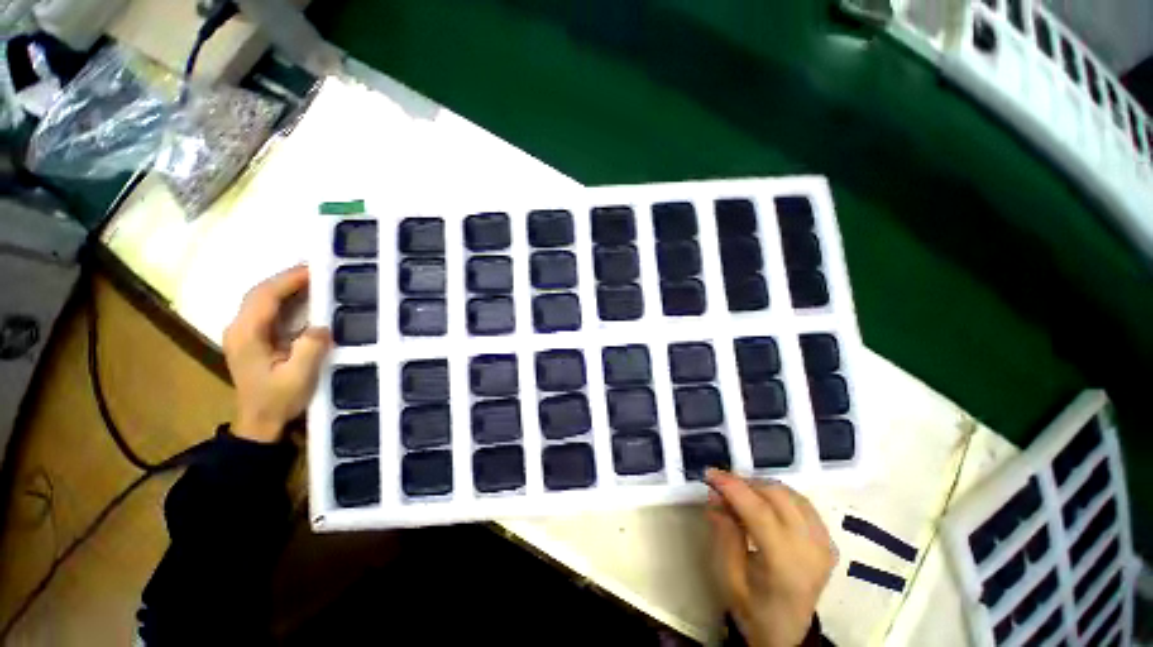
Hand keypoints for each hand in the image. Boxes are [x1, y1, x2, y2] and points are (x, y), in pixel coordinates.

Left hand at [223, 265, 330, 443]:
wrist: (259, 422)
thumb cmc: (278, 401)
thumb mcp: (298, 377)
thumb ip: (310, 348)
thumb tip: (323, 326)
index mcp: (247, 334)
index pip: (265, 296)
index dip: (289, 280)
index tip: (315, 269)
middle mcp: (239, 328)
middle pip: (260, 292)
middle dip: (288, 278)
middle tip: (319, 270)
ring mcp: (243, 332)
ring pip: (262, 298)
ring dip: (287, 286)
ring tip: (315, 279)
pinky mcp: (252, 337)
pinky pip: (268, 309)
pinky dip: (285, 298)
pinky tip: (304, 297)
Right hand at [705, 469, 836, 646]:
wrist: (786, 632)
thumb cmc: (752, 608)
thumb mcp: (728, 577)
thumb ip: (723, 533)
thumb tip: (715, 495)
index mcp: (786, 566)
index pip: (760, 512)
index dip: (733, 487)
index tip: (710, 473)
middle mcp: (811, 550)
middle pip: (778, 496)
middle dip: (745, 483)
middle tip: (722, 486)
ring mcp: (824, 545)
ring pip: (791, 495)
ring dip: (761, 487)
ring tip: (739, 493)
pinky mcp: (827, 541)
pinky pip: (803, 504)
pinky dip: (779, 495)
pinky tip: (763, 501)